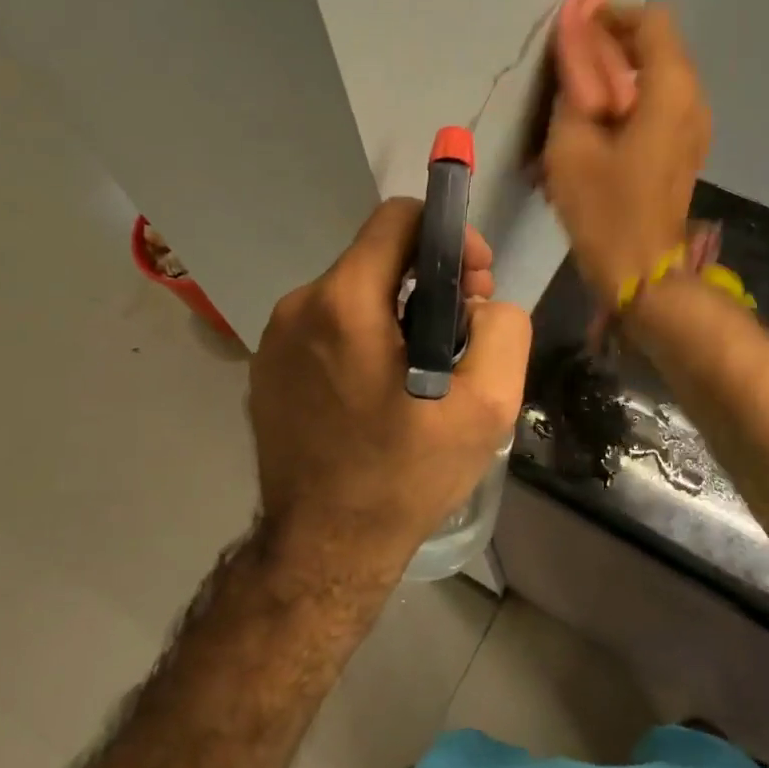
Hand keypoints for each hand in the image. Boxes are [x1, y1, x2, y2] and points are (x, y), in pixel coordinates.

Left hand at [248, 198, 532, 578]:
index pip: (397, 218)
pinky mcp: (265, 368)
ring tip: (424, 368)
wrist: (323, 550)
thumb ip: (503, 328)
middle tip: (462, 331)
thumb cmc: (405, 476)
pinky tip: (381, 389)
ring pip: (352, 293)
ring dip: (397, 312)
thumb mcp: (487, 406)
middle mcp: (299, 306)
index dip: (448, 235)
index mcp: (344, 303)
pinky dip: (361, 338)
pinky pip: (325, 327)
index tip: (474, 280)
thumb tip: (478, 302)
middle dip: (429, 279)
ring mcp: (274, 338)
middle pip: (377, 257)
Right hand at [543, 0, 711, 303]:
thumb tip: (574, 41)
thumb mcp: (572, 143)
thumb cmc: (604, 209)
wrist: (642, 273)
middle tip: (567, 66)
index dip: (610, 16)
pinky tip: (597, 124)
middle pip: (656, 45)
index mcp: (671, 90)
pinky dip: (629, 98)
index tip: (573, 32)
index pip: (650, 21)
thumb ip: (573, 84)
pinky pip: (659, 103)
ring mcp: (694, 125)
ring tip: (577, 96)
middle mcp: (693, 99)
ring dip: (618, 73)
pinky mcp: (685, 147)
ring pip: (657, 75)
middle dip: (611, 45)